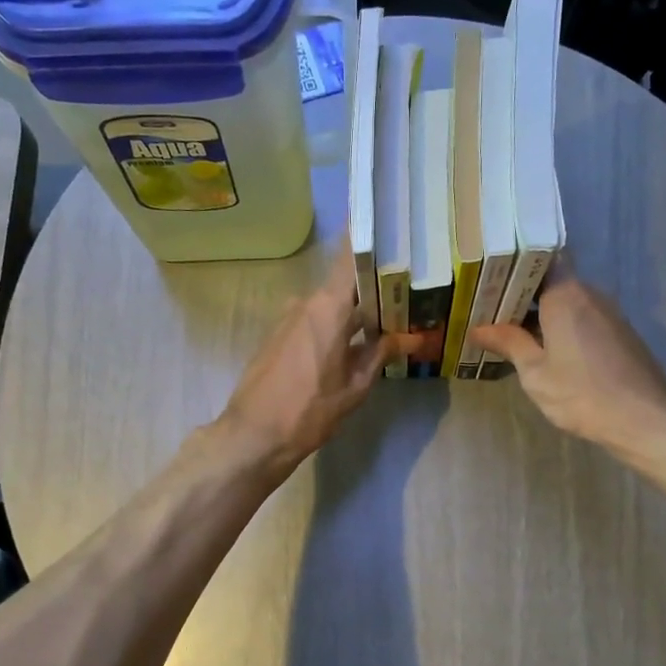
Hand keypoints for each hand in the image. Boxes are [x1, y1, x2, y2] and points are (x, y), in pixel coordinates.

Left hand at [216, 241, 395, 475]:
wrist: (253, 435)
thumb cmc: (309, 411)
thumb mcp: (354, 386)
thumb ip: (381, 354)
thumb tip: (411, 337)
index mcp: (327, 307)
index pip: (350, 256)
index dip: (372, 240)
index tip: (395, 230)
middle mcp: (306, 302)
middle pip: (345, 283)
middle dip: (375, 287)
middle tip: (409, 290)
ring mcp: (288, 318)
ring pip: (330, 304)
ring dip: (356, 310)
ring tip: (389, 320)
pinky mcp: (278, 336)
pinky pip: (315, 320)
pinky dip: (336, 325)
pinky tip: (356, 341)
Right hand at [471, 271, 665, 449]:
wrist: (644, 419)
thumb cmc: (582, 394)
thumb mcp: (535, 373)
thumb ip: (509, 343)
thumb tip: (479, 328)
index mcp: (565, 295)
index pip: (540, 259)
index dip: (514, 265)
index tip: (488, 280)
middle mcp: (589, 294)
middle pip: (552, 281)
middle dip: (522, 294)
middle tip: (489, 309)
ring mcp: (608, 313)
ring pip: (567, 301)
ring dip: (541, 313)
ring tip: (510, 331)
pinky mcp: (619, 332)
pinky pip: (582, 318)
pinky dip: (561, 326)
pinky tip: (544, 348)